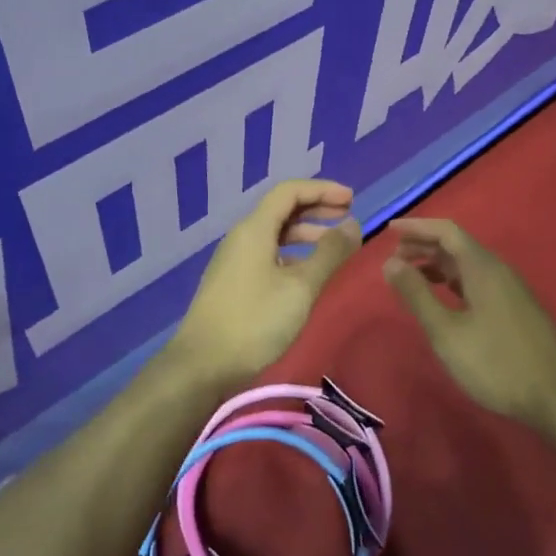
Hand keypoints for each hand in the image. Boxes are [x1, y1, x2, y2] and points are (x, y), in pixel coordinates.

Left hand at [168, 180, 362, 389]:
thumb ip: (329, 254)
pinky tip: (308, 273)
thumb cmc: (254, 321)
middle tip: (348, 215)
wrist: (202, 365)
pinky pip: (268, 254)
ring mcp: (235, 261)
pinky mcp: (234, 283)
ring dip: (306, 233)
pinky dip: (293, 254)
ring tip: (335, 246)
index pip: (289, 192)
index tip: (352, 199)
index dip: (322, 189)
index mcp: (254, 229)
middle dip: (317, 208)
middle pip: (282, 210)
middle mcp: (242, 237)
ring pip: (275, 234)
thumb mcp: (300, 287)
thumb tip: (353, 225)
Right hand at [383, 218, 555, 431]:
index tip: (389, 231)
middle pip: (457, 246)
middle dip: (424, 246)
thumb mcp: (447, 332)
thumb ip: (417, 295)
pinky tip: (444, 299)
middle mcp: (498, 271)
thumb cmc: (496, 363)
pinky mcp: (515, 309)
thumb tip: (390, 263)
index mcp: (483, 268)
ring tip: (411, 278)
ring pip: (468, 265)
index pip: (447, 231)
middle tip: (393, 259)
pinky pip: (478, 281)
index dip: (417, 227)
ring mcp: (510, 290)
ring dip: (438, 265)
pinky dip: (454, 281)